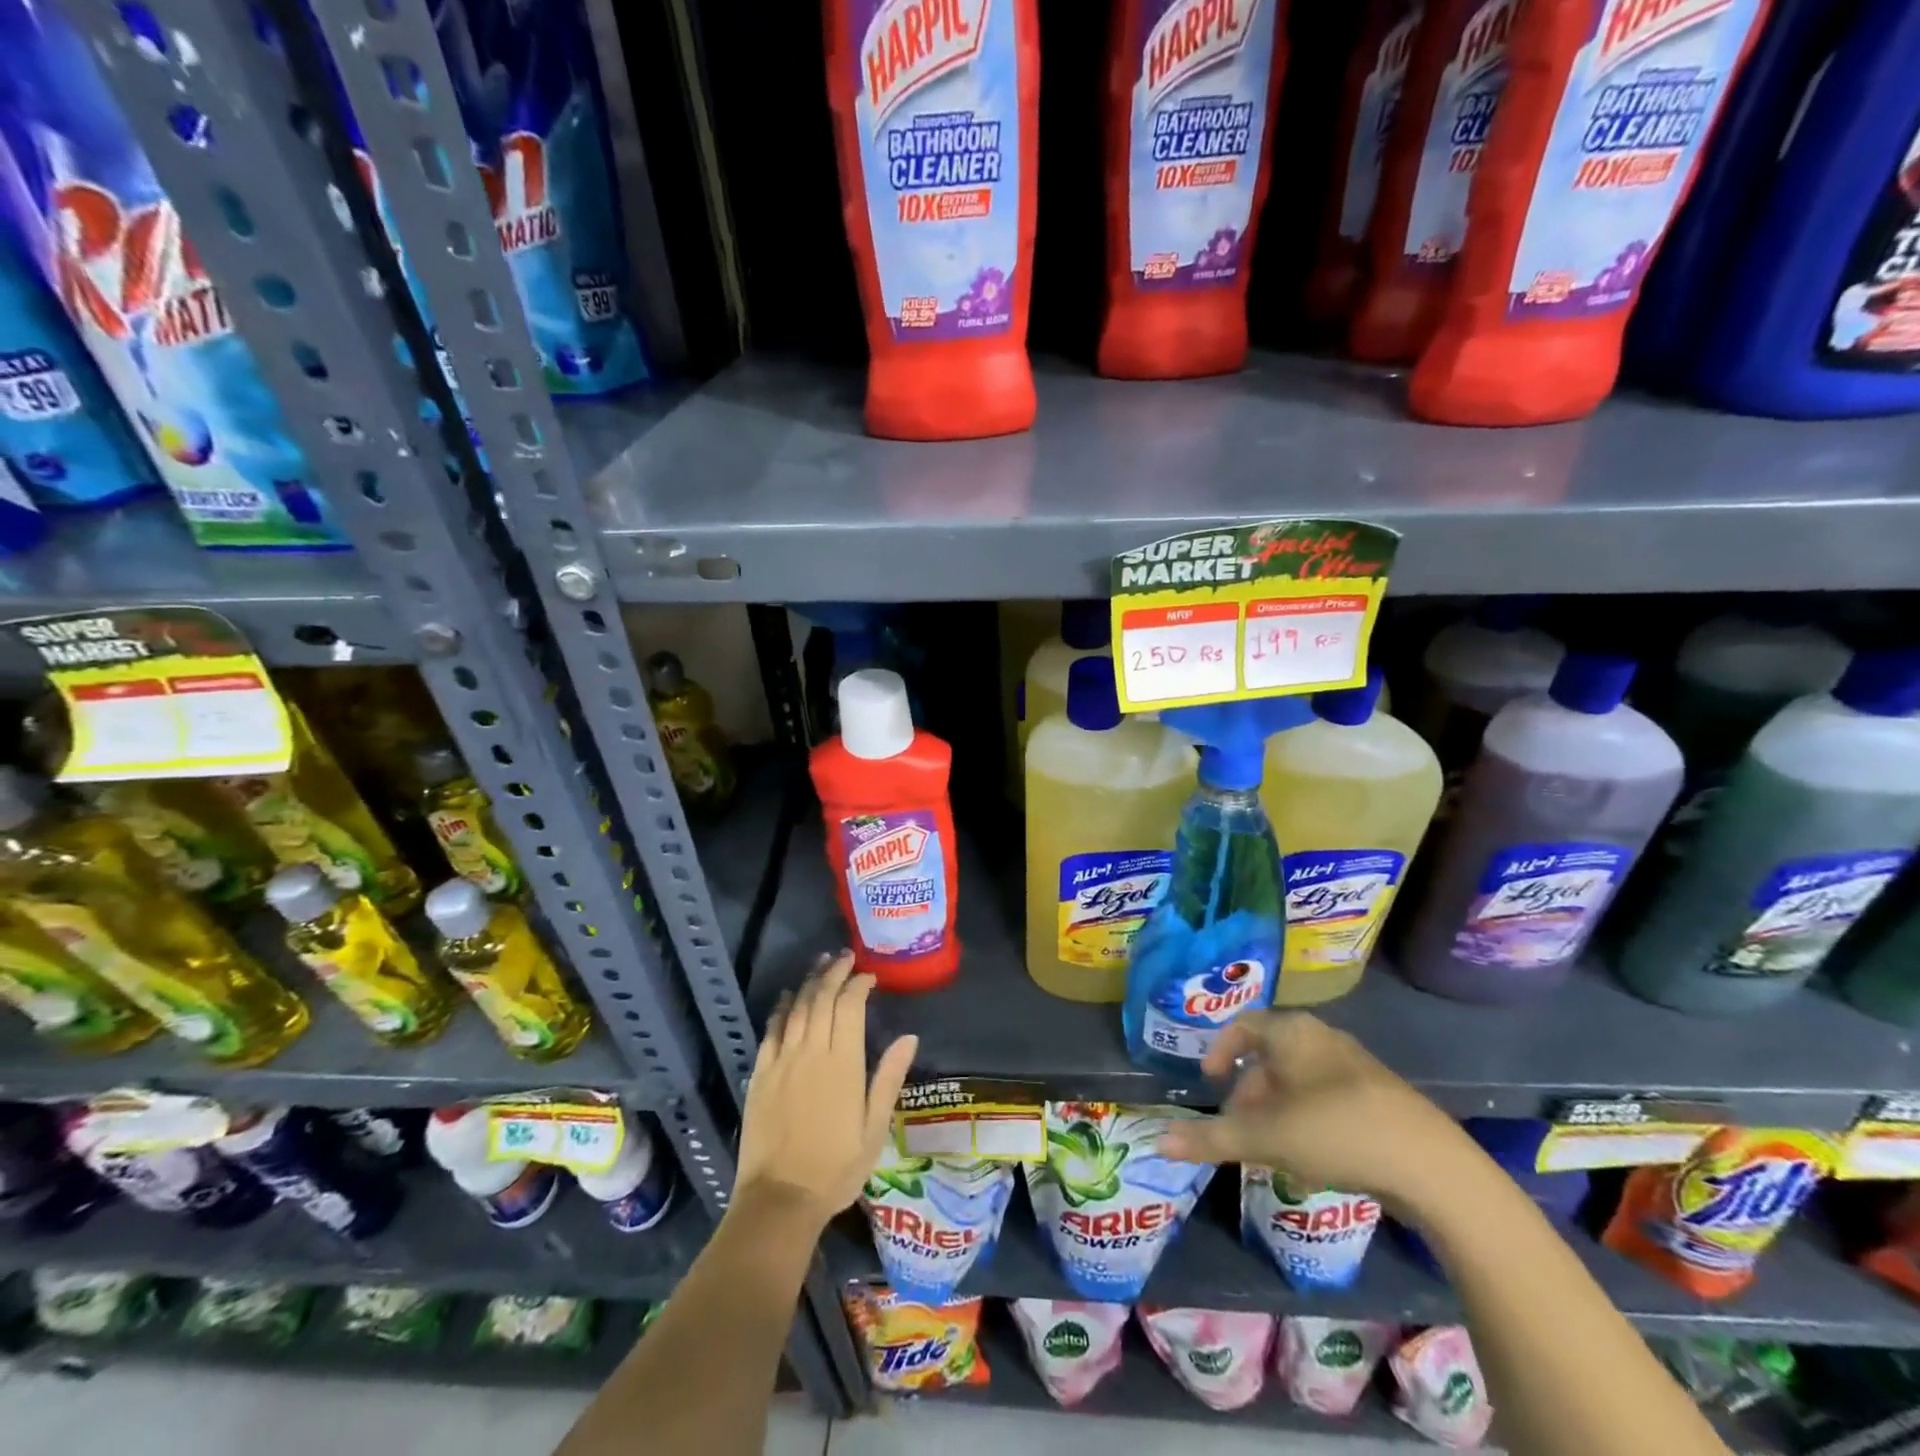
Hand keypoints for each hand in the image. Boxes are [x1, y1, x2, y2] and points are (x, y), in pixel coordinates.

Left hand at [734, 952, 918, 1231]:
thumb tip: (909, 1037)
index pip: (850, 1006)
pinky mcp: (760, 1074)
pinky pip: (771, 1031)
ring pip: (797, 1008)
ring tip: (820, 964)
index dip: (859, 984)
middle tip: (844, 956)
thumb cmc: (836, 1168)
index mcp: (843, 1063)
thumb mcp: (874, 1128)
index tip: (869, 976)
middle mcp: (811, 1052)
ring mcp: (782, 1061)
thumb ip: (888, 1078)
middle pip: (822, 998)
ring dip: (809, 982)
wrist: (780, 1199)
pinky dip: (781, 1008)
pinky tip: (788, 997)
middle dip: (834, 972)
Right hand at [1157, 1011, 1471, 1211]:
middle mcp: (1323, 1038)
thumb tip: (1157, 1140)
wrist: (1432, 1167)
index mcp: (1292, 1032)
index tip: (1211, 1082)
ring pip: (1300, 1080)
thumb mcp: (1264, 1137)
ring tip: (1271, 1148)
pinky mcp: (1381, 1099)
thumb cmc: (1334, 1132)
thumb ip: (1210, 1138)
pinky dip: (1309, 1120)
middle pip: (1271, 1056)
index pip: (1243, 1026)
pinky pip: (1329, 1099)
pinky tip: (1313, 1159)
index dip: (1221, 1051)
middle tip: (1238, 1126)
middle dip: (1249, 1091)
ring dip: (1278, 1109)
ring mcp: (1356, 1068)